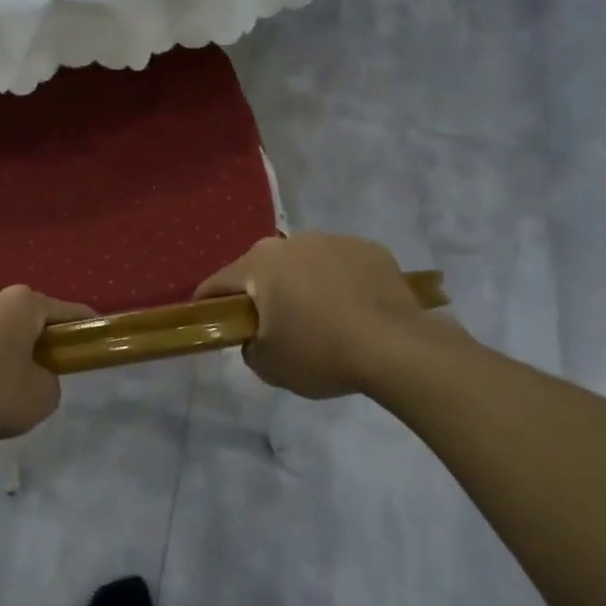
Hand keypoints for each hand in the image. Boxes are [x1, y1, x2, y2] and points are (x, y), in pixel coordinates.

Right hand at [197, 233, 462, 397]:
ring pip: (304, 263)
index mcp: (259, 265)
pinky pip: (341, 265)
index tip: (211, 321)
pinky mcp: (369, 248)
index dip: (208, 304)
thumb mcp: (269, 365)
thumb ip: (249, 346)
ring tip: (321, 318)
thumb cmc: (321, 353)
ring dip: (303, 283)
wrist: (396, 347)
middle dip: (262, 293)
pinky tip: (354, 310)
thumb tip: (256, 335)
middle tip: (274, 325)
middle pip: (263, 268)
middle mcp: (291, 242)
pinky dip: (339, 282)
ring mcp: (333, 240)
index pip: (218, 283)